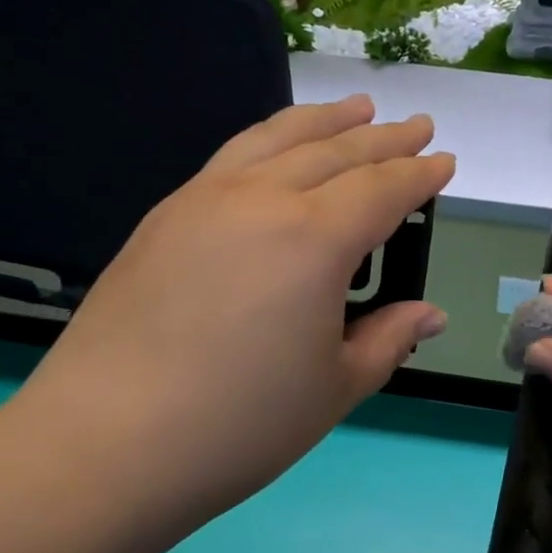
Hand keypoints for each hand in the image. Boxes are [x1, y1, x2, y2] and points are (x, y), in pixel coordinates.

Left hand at [8, 95, 452, 538]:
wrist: (107, 443)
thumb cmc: (241, 425)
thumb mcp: (335, 388)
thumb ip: (388, 339)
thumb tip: (430, 315)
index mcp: (313, 240)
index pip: (381, 190)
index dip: (418, 175)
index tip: (444, 162)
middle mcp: (260, 201)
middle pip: (334, 152)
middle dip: (383, 138)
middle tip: (416, 125)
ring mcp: (202, 201)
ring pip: (276, 139)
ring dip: (324, 121)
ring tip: (355, 108)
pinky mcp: (163, 218)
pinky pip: (231, 158)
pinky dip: (269, 141)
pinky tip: (277, 152)